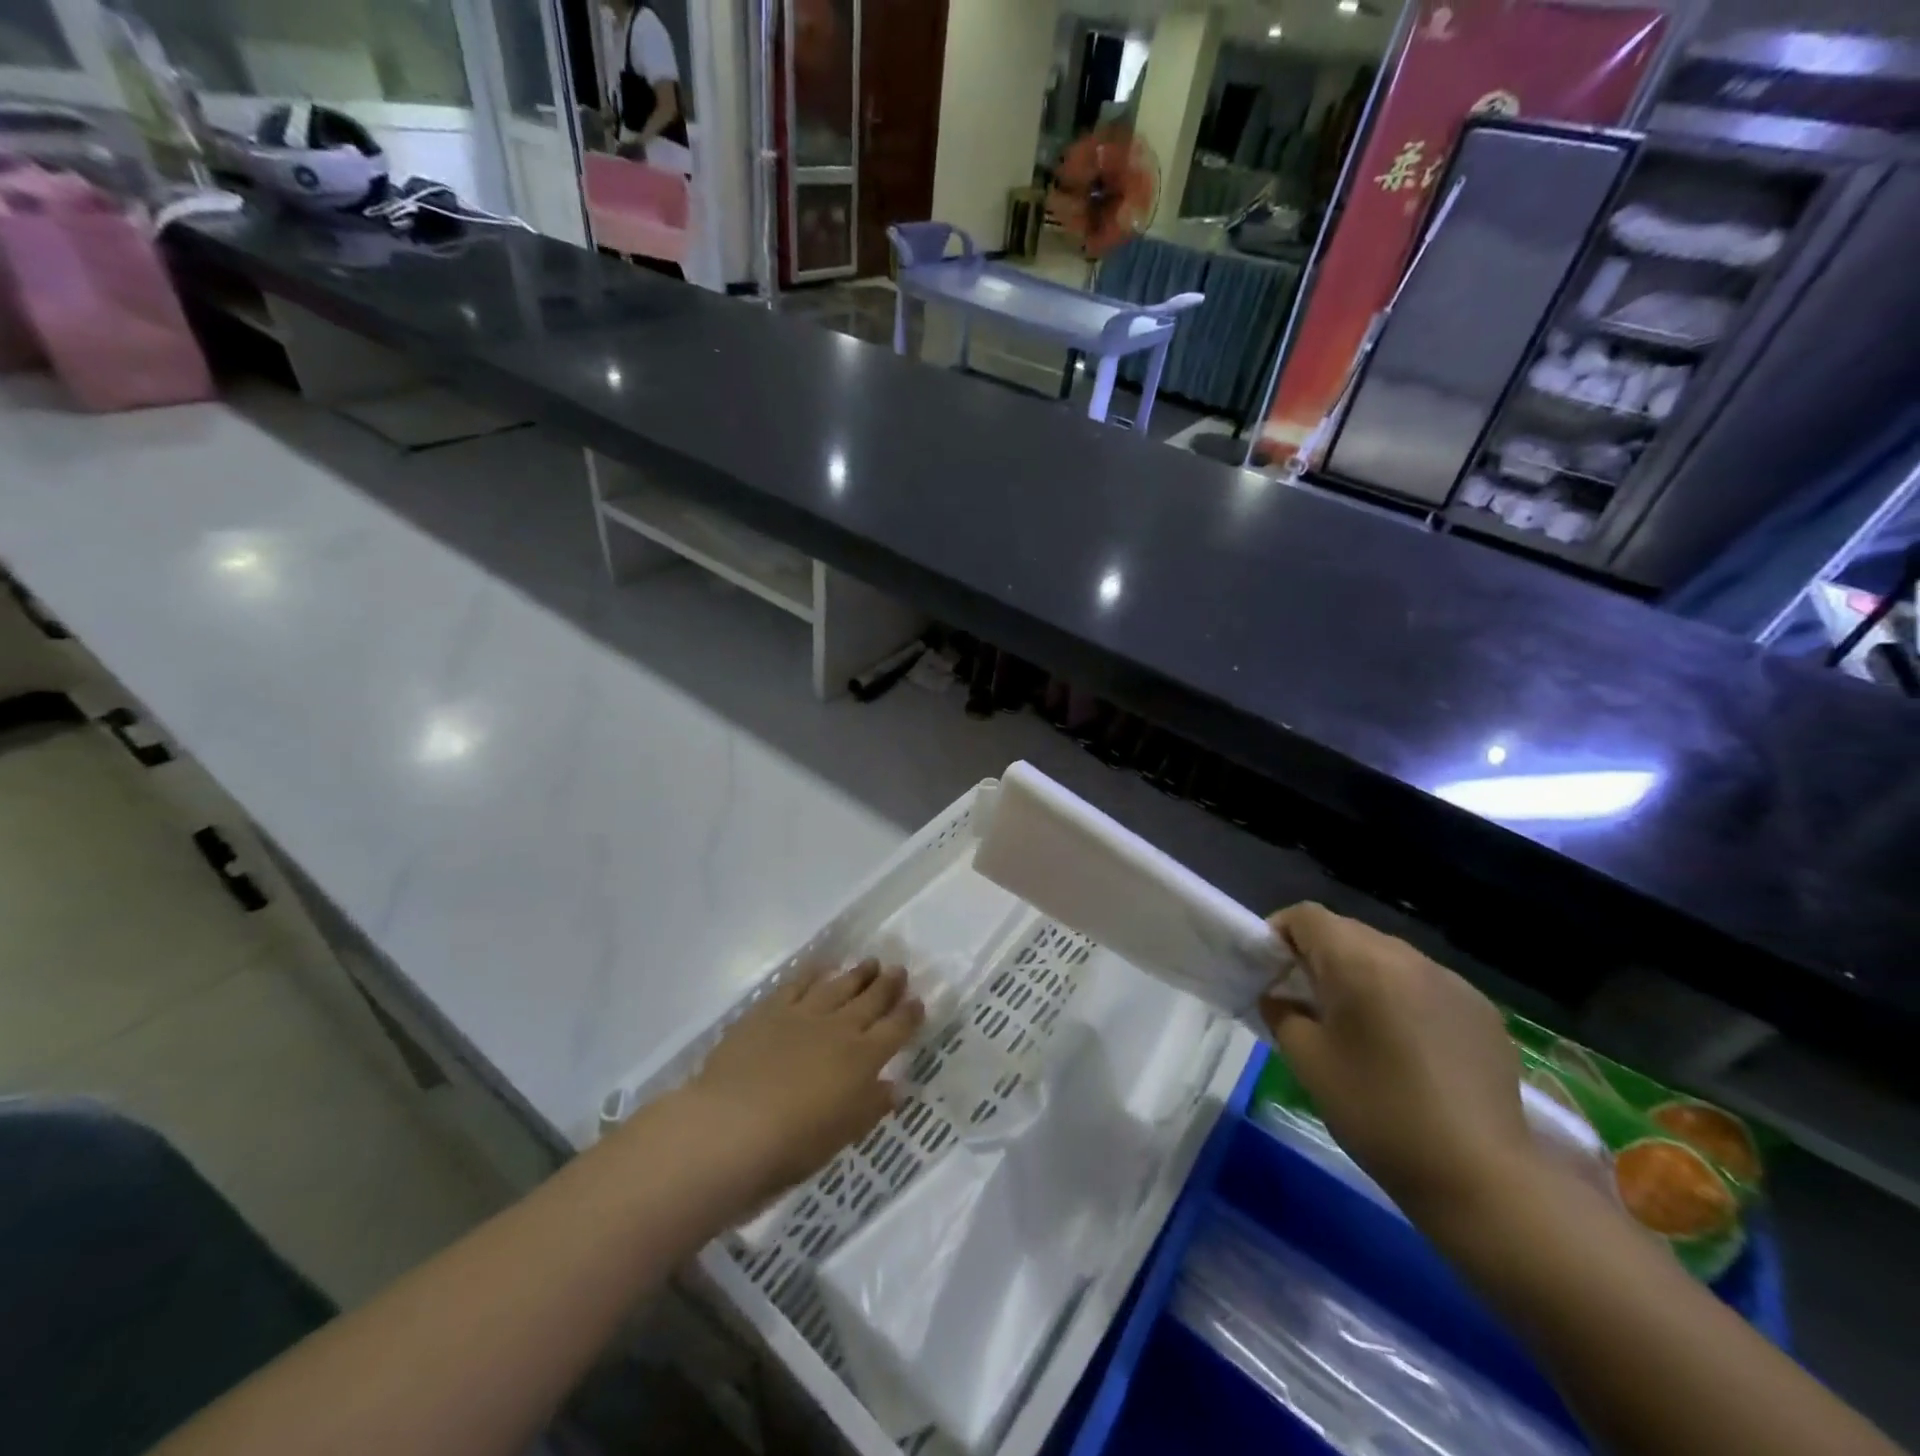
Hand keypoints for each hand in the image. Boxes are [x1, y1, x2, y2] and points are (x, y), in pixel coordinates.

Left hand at [681, 961, 922, 1206]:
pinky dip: (813, 972)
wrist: (731, 1127)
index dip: (909, 1015)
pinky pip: (798, 983)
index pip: (896, 1030)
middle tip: (898, 970)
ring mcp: (804, 1014)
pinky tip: (821, 966)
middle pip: (871, 1000)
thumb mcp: (843, 1135)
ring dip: (857, 974)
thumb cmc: (793, 1146)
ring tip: (870, 962)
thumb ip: (871, 1106)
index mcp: (863, 1060)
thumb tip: (894, 1086)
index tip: (918, 1002)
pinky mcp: (770, 1009)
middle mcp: (840, 1029)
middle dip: (888, 985)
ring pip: (839, 985)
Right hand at [1262, 904, 1536, 1221]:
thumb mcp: (1307, 1061)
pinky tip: (1405, 1048)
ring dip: (1361, 976)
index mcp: (1358, 961)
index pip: (1306, 916)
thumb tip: (1279, 997)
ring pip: (1387, 957)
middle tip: (1304, 1002)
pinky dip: (1401, 998)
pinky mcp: (1481, 1011)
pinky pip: (1424, 984)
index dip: (1278, 934)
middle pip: (1347, 932)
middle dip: (1318, 956)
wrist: (1481, 1177)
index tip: (1268, 972)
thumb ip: (1282, 1013)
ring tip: (1355, 1026)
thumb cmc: (1378, 1112)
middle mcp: (1406, 957)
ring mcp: (1451, 981)